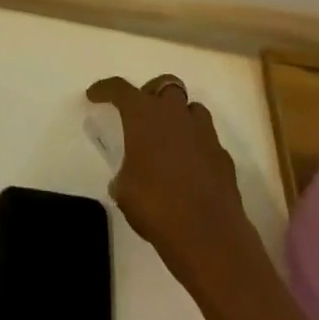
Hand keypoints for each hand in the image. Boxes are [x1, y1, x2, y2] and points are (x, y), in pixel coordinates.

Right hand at [87, 74, 258, 291]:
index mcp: (144, 115)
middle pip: (166, 84)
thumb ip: (125, 174)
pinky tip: (189, 168)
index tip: (94, 95)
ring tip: (168, 138)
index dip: (105, 89)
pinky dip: (196, 146)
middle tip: (142, 112)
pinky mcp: (223, 156)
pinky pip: (207, 139)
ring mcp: (204, 133)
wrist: (208, 235)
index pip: (120, 89)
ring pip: (192, 108)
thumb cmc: (155, 205)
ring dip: (179, 116)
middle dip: (152, 92)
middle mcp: (175, 114)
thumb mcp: (124, 190)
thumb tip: (128, 178)